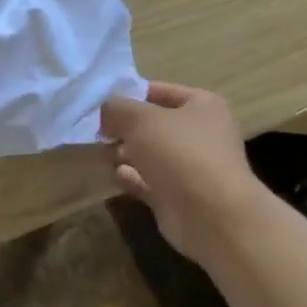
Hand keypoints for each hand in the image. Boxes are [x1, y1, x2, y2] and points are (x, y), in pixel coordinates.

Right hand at [100, 81, 264, 264]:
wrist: (211, 215)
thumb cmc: (179, 153)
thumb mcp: (139, 119)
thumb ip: (115, 108)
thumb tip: (104, 112)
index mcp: (202, 106)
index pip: (159, 91)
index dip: (129, 93)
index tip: (99, 101)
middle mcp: (200, 134)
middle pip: (152, 124)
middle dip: (123, 127)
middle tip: (94, 130)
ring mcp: (190, 167)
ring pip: (148, 153)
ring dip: (124, 152)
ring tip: (101, 152)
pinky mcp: (178, 195)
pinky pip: (147, 180)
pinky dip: (131, 177)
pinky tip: (115, 175)